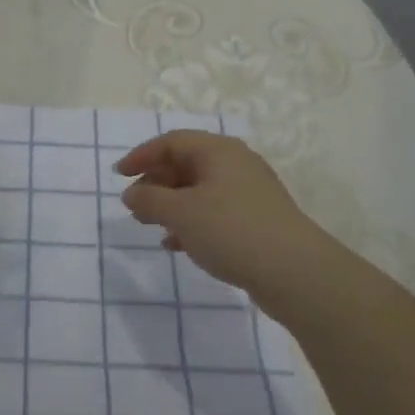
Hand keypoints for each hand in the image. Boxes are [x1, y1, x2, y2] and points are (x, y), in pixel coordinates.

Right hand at [117, 131, 339, 307]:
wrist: (295, 272)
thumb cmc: (231, 230)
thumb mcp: (181, 213)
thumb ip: (150, 200)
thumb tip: (132, 194)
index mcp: (218, 151)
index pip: (172, 142)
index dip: (142, 155)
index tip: (119, 175)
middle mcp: (235, 164)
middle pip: (186, 164)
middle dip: (156, 183)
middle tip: (134, 205)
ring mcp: (249, 193)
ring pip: (199, 190)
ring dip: (171, 205)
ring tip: (150, 226)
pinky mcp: (256, 220)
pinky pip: (214, 212)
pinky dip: (192, 223)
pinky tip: (178, 245)